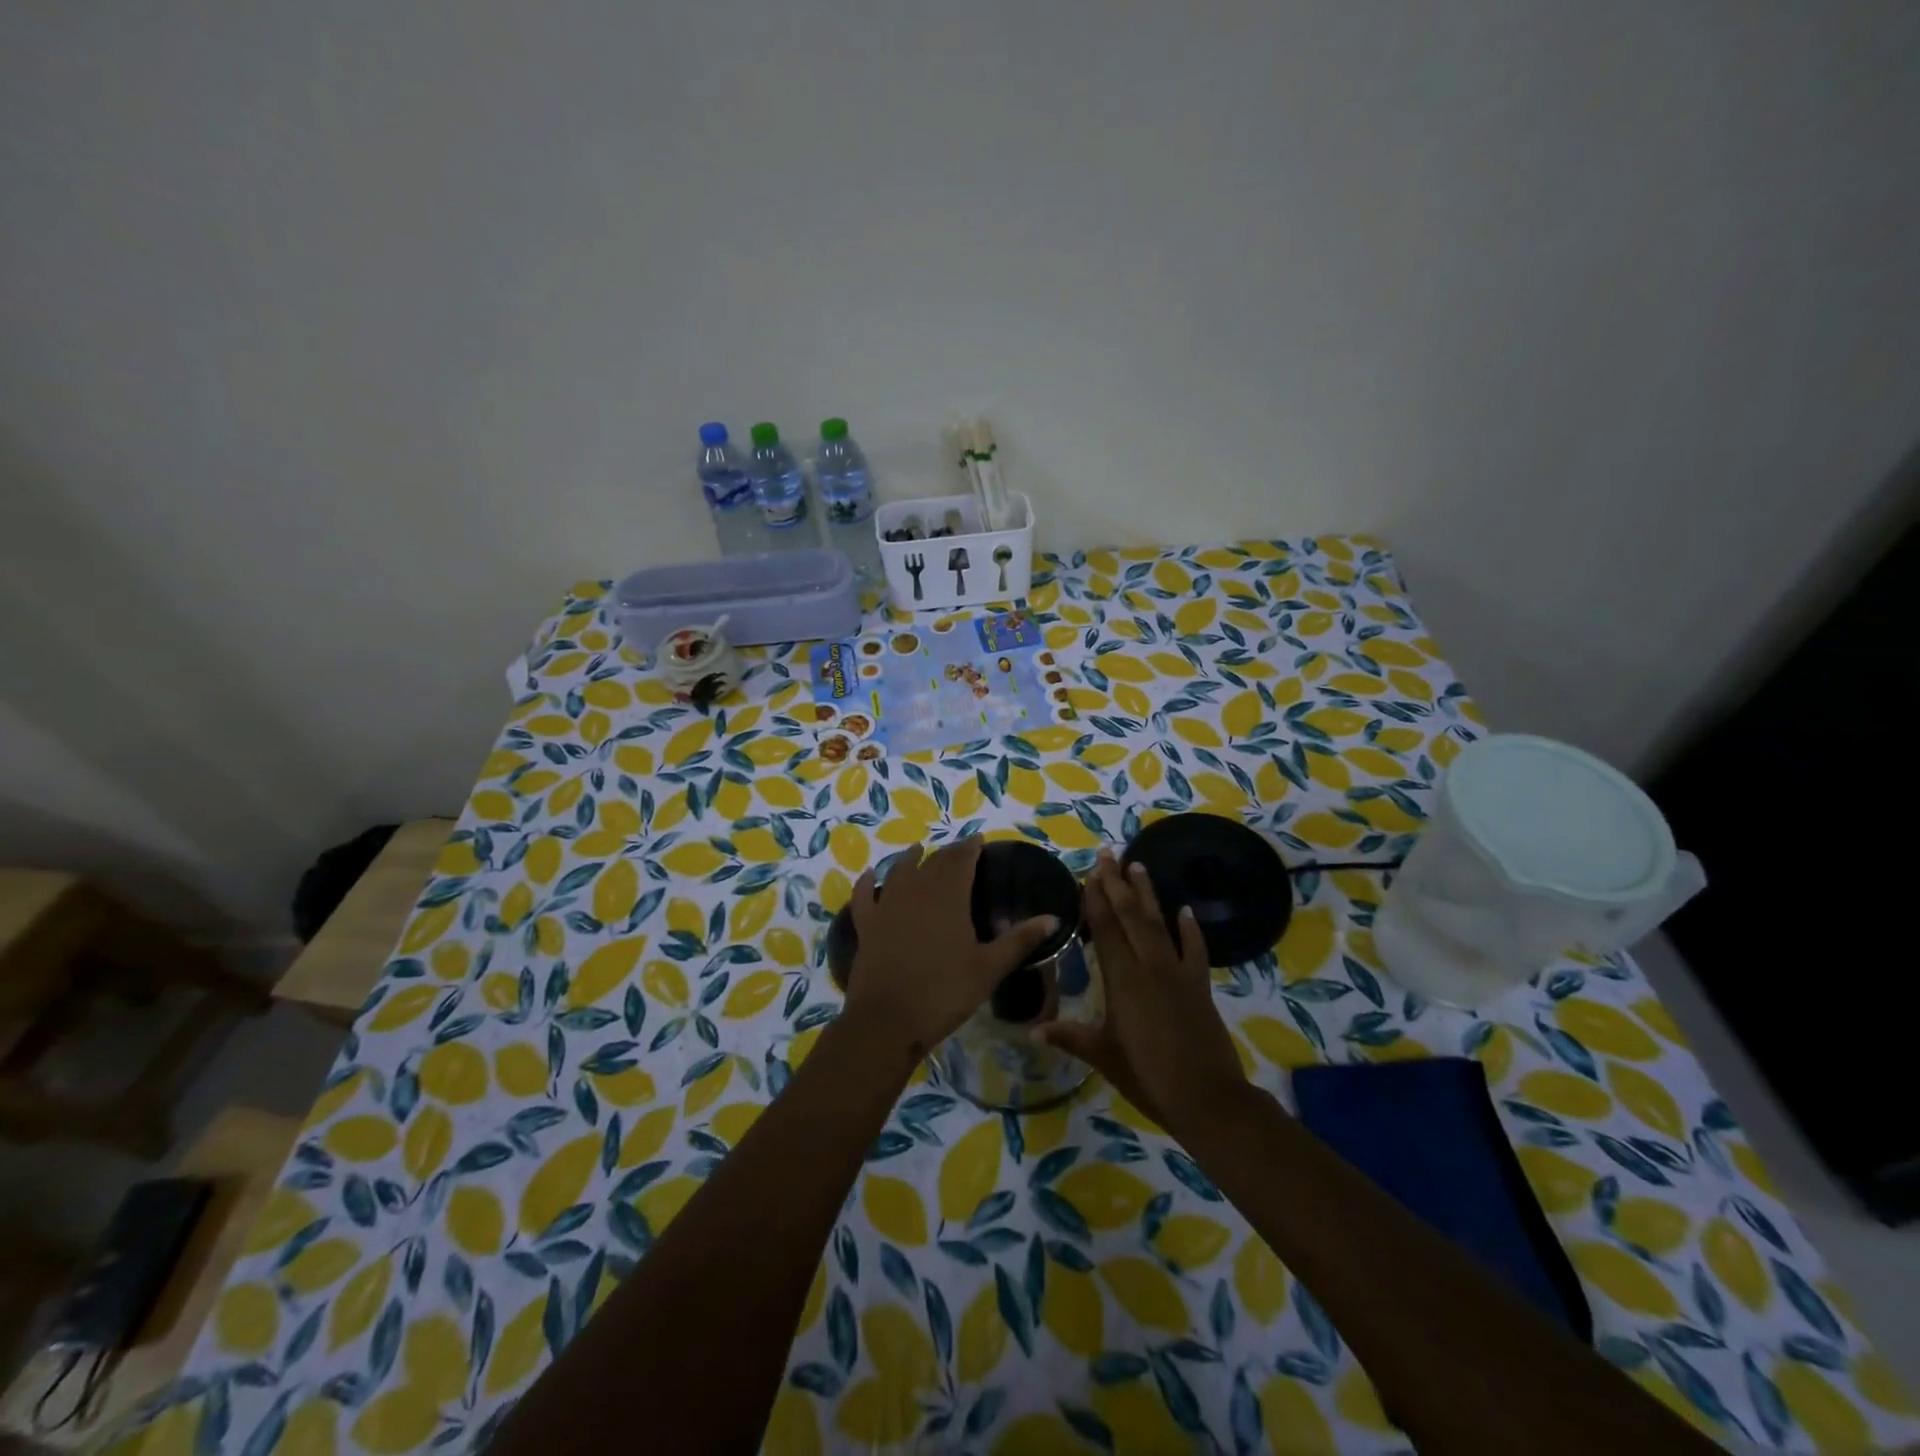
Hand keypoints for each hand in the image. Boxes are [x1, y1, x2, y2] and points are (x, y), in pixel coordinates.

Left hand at [844, 838, 1057, 1059]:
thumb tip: (1053, 918)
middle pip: (933, 863)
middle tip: (958, 849)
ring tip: (917, 850)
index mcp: (949, 897)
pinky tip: (868, 875)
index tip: (979, 839)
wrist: (888, 1020)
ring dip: (909, 859)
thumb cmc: (944, 992)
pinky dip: (866, 883)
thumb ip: (1020, 940)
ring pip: (899, 872)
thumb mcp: (989, 968)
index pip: (961, 861)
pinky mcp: (866, 926)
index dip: (970, 847)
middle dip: (947, 853)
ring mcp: (887, 907)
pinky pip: (864, 896)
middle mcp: (916, 892)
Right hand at [1035, 849, 1245, 1130]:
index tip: (1088, 872)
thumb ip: (1069, 1036)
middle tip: (1108, 853)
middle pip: (1131, 916)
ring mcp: (1178, 973)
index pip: (1105, 929)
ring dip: (1147, 894)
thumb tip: (1030, 1032)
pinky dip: (1191, 930)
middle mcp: (1150, 966)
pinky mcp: (1199, 985)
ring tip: (1138, 865)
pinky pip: (1196, 950)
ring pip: (1160, 924)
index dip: (1095, 899)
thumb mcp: (1103, 1056)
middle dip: (1117, 883)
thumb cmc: (1147, 1076)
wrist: (1207, 1098)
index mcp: (1122, 979)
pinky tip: (1186, 910)